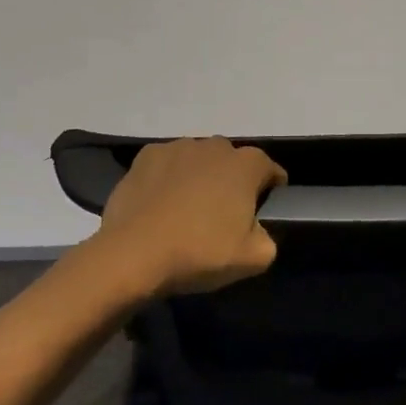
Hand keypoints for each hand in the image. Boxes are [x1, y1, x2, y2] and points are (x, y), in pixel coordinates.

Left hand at [90, 138, 286, 296]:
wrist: (134, 254)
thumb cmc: (200, 252)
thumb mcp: (254, 259)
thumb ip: (268, 238)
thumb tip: (257, 230)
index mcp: (247, 165)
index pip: (271, 171)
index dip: (271, 191)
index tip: (261, 214)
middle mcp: (216, 146)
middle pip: (233, 162)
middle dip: (233, 182)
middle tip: (223, 216)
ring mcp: (179, 147)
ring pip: (199, 160)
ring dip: (200, 177)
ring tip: (187, 210)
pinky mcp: (146, 156)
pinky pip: (167, 164)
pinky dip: (168, 178)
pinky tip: (160, 204)